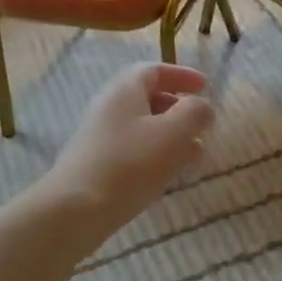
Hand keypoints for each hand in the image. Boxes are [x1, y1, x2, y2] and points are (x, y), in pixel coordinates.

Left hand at [41, 62, 215, 229]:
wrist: (75, 210)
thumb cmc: (130, 164)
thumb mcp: (174, 132)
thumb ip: (195, 112)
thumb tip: (202, 107)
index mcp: (125, 90)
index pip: (154, 70)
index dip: (182, 75)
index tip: (206, 86)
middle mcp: (109, 108)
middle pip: (148, 98)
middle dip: (180, 109)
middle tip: (202, 125)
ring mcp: (100, 137)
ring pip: (143, 127)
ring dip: (172, 136)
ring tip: (195, 154)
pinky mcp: (98, 165)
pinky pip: (134, 150)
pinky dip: (157, 154)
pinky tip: (171, 174)